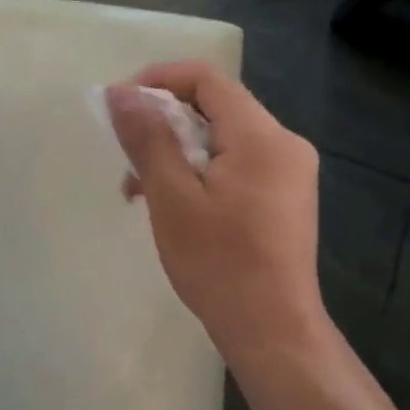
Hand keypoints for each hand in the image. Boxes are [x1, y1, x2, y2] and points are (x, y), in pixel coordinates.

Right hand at [106, 62, 331, 379]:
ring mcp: (289, 171)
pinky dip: (199, 170)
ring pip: (223, 138)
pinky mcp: (284, 196)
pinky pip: (236, 163)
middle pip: (216, 107)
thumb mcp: (172, 198)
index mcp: (261, 137)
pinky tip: (170, 201)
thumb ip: (148, 139)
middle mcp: (284, 143)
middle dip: (164, 121)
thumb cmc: (218, 263)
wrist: (271, 329)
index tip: (120, 104)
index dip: (159, 81)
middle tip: (126, 153)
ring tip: (138, 188)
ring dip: (177, 150)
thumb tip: (122, 93)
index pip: (207, 79)